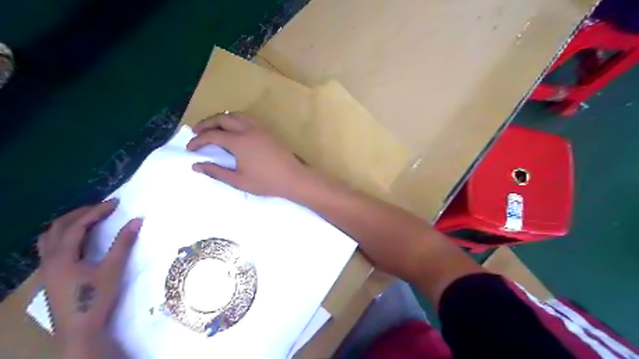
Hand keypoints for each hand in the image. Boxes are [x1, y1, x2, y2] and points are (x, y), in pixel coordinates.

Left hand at [40, 200, 141, 355]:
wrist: (80, 329)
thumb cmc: (96, 298)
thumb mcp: (113, 269)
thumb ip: (124, 243)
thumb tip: (137, 220)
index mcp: (63, 256)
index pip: (78, 225)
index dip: (97, 211)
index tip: (116, 203)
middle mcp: (49, 259)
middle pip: (58, 227)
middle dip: (81, 213)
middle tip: (103, 208)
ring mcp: (47, 268)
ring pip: (50, 237)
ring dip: (69, 223)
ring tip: (89, 219)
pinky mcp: (51, 276)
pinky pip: (51, 247)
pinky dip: (64, 236)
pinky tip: (79, 241)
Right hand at [187, 111, 313, 197]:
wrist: (294, 178)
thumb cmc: (266, 182)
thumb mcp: (239, 181)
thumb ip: (216, 172)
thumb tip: (195, 166)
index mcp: (239, 142)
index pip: (212, 135)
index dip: (198, 141)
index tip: (190, 149)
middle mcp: (248, 129)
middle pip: (222, 118)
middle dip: (206, 124)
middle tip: (196, 133)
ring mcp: (260, 128)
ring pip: (236, 115)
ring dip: (221, 119)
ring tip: (213, 128)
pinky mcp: (268, 130)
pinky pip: (247, 118)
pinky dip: (235, 119)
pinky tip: (234, 130)